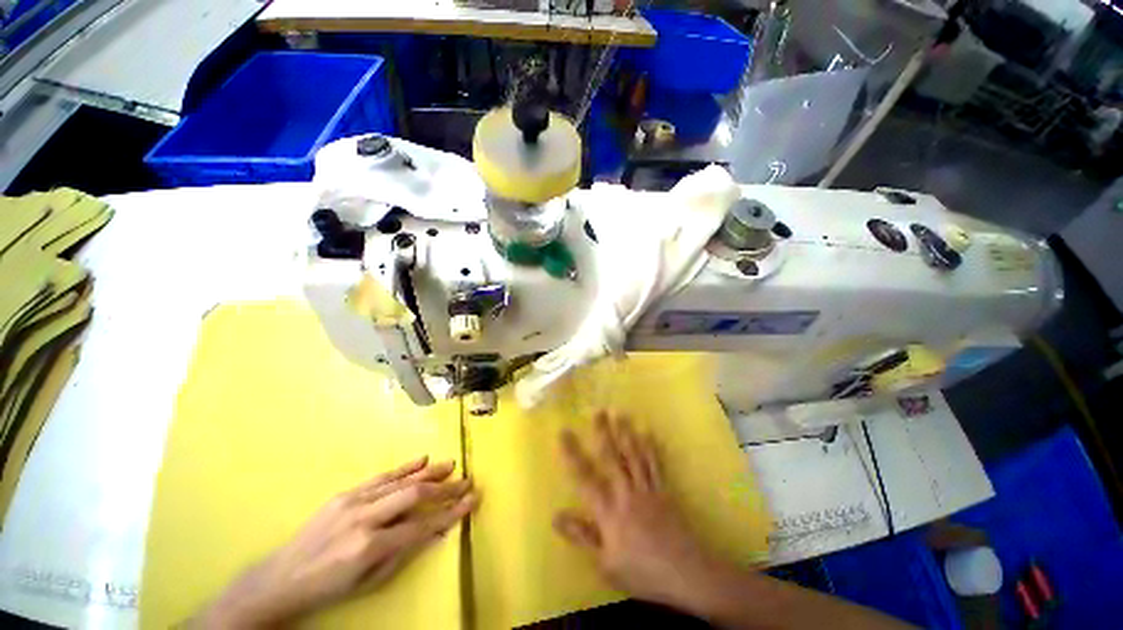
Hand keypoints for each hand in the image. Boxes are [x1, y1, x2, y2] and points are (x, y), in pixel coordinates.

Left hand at [197, 457, 477, 627]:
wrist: (283, 576)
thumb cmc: (330, 587)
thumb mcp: (370, 581)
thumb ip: (404, 552)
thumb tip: (436, 530)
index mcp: (370, 546)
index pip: (422, 526)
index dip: (451, 513)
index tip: (472, 501)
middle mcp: (365, 518)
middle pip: (415, 496)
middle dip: (445, 488)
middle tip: (467, 480)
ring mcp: (354, 501)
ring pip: (401, 481)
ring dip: (430, 473)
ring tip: (452, 465)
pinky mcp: (346, 493)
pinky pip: (382, 476)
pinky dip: (405, 467)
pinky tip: (422, 460)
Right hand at [554, 412, 719, 611]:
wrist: (686, 574)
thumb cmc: (642, 572)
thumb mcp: (606, 563)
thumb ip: (581, 537)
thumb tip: (555, 515)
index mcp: (609, 511)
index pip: (584, 477)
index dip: (572, 453)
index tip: (564, 432)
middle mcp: (626, 493)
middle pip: (612, 457)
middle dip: (603, 433)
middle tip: (598, 411)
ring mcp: (647, 489)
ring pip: (633, 455)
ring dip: (626, 433)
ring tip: (620, 413)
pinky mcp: (664, 490)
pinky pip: (655, 464)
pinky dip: (651, 447)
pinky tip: (648, 431)